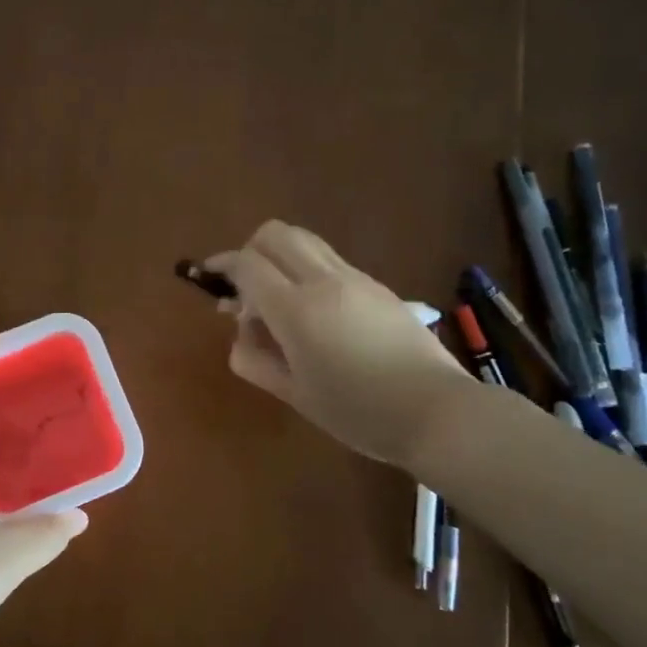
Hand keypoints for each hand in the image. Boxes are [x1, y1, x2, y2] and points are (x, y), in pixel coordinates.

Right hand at [207, 221, 468, 465]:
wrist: (437, 412)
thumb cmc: (357, 412)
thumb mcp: (294, 394)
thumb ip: (255, 358)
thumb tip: (241, 331)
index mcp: (297, 309)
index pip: (247, 264)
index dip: (222, 265)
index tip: (209, 278)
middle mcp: (324, 280)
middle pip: (275, 233)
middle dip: (250, 250)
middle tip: (245, 287)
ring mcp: (355, 278)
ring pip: (305, 240)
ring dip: (281, 257)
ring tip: (279, 299)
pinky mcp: (378, 286)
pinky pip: (330, 260)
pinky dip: (307, 270)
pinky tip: (315, 312)